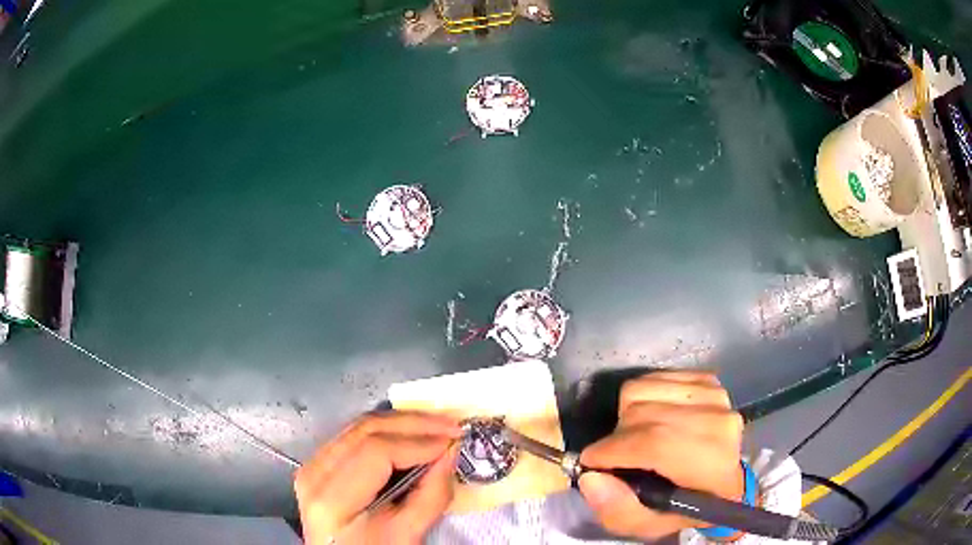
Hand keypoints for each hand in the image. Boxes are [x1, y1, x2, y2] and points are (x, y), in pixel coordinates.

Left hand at [294, 411, 461, 544]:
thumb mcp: (406, 535)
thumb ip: (431, 495)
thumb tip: (451, 451)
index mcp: (331, 499)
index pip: (376, 452)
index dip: (419, 441)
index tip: (453, 440)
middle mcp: (314, 474)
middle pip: (364, 430)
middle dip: (414, 423)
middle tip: (451, 424)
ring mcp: (311, 465)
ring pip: (358, 427)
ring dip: (401, 423)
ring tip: (437, 426)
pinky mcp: (317, 463)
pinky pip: (352, 436)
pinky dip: (385, 432)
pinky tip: (409, 435)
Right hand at [578, 371, 743, 541]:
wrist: (724, 481)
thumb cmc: (685, 508)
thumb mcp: (649, 526)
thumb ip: (618, 511)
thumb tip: (591, 477)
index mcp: (711, 466)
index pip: (654, 443)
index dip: (612, 451)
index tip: (589, 462)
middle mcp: (718, 423)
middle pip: (643, 412)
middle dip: (616, 436)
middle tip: (616, 456)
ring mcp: (715, 396)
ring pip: (643, 389)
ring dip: (626, 415)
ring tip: (634, 437)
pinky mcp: (708, 381)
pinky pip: (654, 376)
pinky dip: (641, 396)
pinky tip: (649, 417)